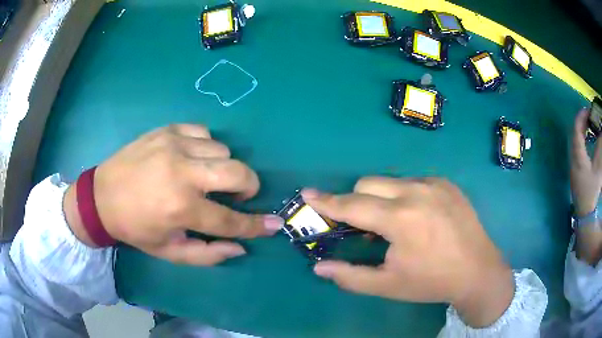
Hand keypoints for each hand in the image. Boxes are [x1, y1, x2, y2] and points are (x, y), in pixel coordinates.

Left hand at [64, 124, 282, 265]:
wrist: (102, 196)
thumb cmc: (135, 228)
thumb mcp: (169, 252)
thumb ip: (207, 254)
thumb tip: (240, 247)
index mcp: (181, 209)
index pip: (230, 220)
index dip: (256, 225)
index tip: (274, 224)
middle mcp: (182, 173)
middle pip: (237, 172)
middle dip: (249, 187)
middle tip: (237, 196)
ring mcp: (175, 146)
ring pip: (222, 150)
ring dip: (221, 167)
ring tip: (204, 177)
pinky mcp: (168, 130)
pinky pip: (204, 132)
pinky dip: (205, 146)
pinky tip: (191, 157)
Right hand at [303, 177, 513, 327]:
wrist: (478, 270)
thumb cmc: (431, 282)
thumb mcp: (388, 285)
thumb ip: (350, 276)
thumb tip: (318, 268)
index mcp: (401, 218)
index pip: (353, 205)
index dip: (327, 202)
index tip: (308, 194)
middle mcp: (417, 191)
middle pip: (368, 183)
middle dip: (356, 201)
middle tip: (360, 225)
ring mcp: (435, 183)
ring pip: (390, 181)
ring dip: (381, 198)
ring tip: (392, 224)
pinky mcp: (446, 183)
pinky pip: (413, 182)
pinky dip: (404, 195)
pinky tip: (417, 217)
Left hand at [570, 109, 601, 264]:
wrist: (585, 218)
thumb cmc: (592, 192)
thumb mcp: (598, 169)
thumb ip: (600, 148)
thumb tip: (601, 132)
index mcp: (577, 156)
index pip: (576, 129)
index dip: (581, 117)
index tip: (587, 109)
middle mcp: (573, 160)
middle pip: (575, 135)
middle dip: (582, 123)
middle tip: (590, 117)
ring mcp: (574, 169)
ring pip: (577, 144)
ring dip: (583, 134)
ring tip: (591, 128)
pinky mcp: (576, 176)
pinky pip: (579, 153)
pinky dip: (584, 145)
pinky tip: (589, 145)